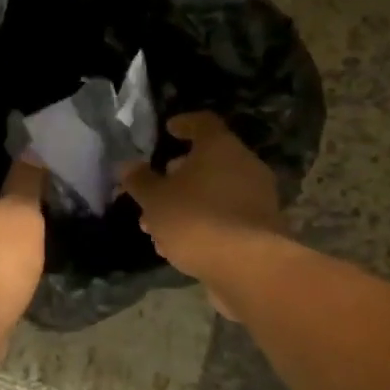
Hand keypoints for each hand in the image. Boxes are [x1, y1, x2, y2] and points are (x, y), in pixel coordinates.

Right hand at [120, 114, 281, 301]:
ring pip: (214, 193)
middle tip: (153, 190)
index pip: (203, 122)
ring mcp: (258, 197)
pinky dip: (203, 223)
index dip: (184, 124)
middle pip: (208, 161)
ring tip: (157, 227)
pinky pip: (225, 217)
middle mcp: (244, 165)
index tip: (168, 130)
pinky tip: (179, 246)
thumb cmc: (196, 219)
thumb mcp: (156, 199)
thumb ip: (140, 181)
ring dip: (186, 205)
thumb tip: (128, 166)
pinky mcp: (261, 228)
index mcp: (220, 147)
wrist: (248, 267)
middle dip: (177, 176)